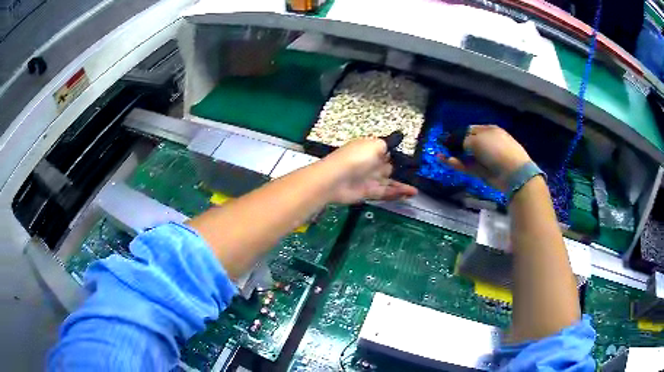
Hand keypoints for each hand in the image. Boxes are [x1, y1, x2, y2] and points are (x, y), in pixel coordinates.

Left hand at [321, 138, 417, 203]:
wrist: (335, 179)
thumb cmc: (356, 158)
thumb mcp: (374, 144)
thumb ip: (387, 144)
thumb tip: (398, 137)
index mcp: (370, 149)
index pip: (386, 151)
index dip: (398, 154)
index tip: (412, 159)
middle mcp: (371, 163)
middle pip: (389, 167)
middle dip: (401, 171)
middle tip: (417, 175)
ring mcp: (369, 179)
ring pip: (389, 182)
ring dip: (402, 186)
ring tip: (416, 190)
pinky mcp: (368, 192)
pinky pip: (385, 192)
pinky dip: (397, 194)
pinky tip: (409, 194)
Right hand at [440, 125, 530, 191]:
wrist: (512, 172)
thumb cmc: (495, 149)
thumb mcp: (476, 140)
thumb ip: (462, 140)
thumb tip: (454, 143)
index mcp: (488, 130)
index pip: (469, 129)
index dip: (457, 133)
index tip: (445, 138)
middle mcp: (487, 142)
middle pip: (467, 143)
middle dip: (454, 145)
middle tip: (442, 147)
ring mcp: (485, 158)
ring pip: (466, 156)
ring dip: (454, 155)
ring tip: (440, 156)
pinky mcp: (483, 171)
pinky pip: (468, 166)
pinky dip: (458, 164)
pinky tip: (447, 161)